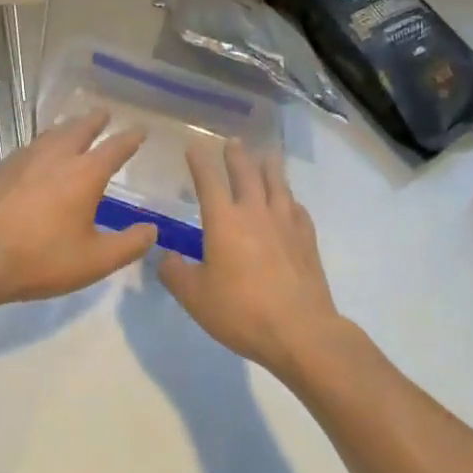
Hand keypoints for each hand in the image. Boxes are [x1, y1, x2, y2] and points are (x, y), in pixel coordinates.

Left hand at [0, 110, 156, 310]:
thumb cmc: (41, 259)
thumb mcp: (95, 261)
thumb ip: (129, 245)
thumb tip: (152, 230)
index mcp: (85, 174)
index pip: (116, 147)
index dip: (131, 138)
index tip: (141, 130)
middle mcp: (57, 156)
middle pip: (80, 128)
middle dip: (96, 120)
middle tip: (104, 114)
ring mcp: (26, 158)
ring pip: (53, 132)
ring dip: (69, 127)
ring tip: (75, 127)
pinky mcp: (3, 168)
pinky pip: (32, 145)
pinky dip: (45, 141)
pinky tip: (40, 153)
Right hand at [157, 141, 345, 376]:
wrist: (301, 331)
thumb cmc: (241, 312)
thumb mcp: (195, 297)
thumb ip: (175, 273)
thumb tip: (165, 256)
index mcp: (224, 221)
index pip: (209, 181)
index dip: (200, 162)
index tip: (194, 146)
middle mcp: (255, 213)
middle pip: (246, 173)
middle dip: (237, 155)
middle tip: (233, 141)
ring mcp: (286, 224)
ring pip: (277, 184)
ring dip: (270, 167)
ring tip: (267, 155)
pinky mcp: (307, 240)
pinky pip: (297, 209)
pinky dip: (290, 199)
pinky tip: (290, 201)